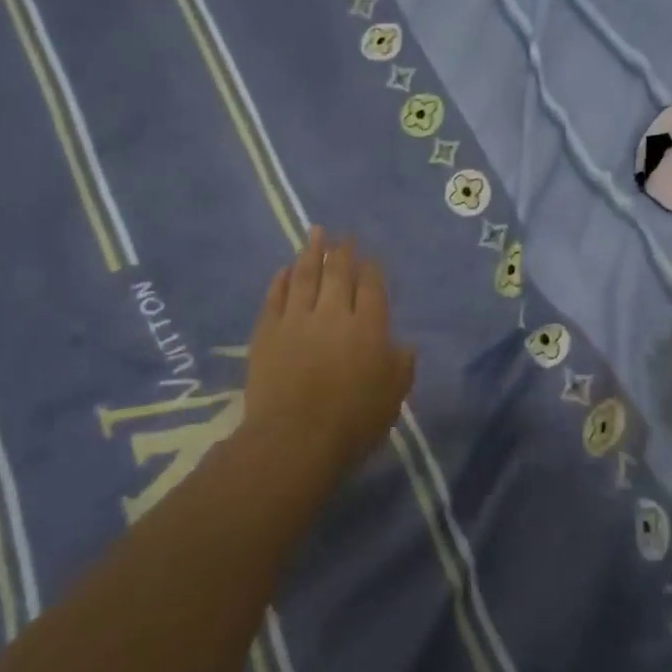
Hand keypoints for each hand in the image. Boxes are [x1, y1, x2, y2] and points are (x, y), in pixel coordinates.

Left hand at [244, 228, 416, 474]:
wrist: (295, 438)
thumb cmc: (352, 422)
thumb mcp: (392, 398)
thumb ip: (401, 367)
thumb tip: (405, 345)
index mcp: (368, 327)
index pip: (371, 287)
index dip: (371, 269)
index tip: (370, 257)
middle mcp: (333, 313)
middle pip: (338, 274)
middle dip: (343, 252)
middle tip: (343, 236)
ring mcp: (296, 319)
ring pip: (305, 276)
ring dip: (311, 253)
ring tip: (315, 233)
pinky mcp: (267, 331)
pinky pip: (275, 296)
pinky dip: (281, 280)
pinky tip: (284, 269)